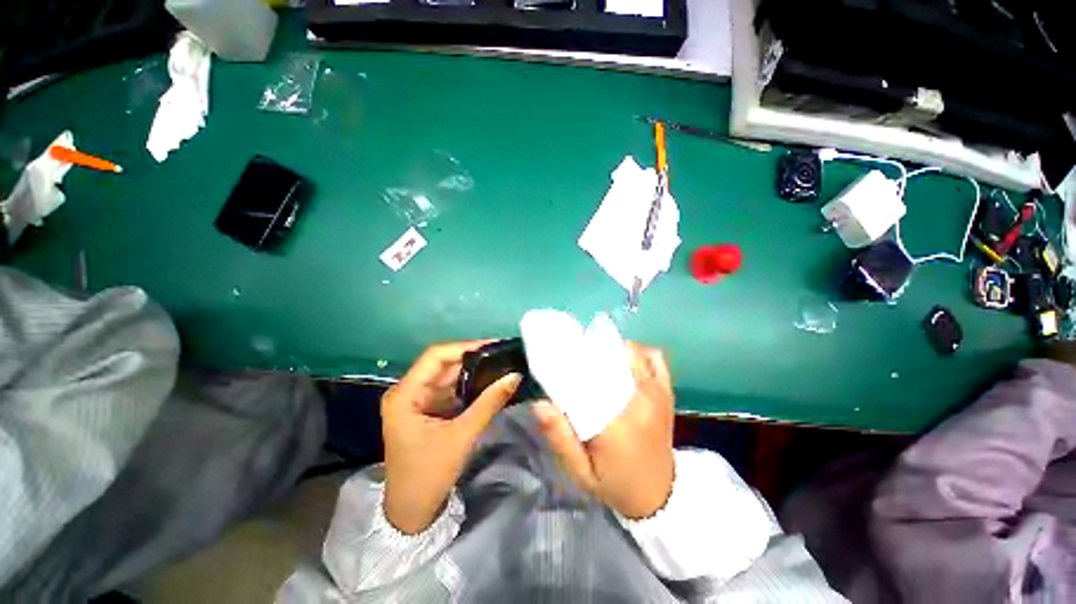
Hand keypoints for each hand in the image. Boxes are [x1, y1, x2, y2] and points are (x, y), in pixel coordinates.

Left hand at [382, 342, 521, 533]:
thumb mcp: (462, 436)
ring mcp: (416, 401)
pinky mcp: (426, 410)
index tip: (492, 346)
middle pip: (442, 364)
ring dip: (472, 371)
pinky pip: (449, 389)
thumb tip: (515, 376)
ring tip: (499, 364)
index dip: (464, 347)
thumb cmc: (429, 474)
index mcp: (405, 394)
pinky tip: (487, 382)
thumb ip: (489, 403)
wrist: (411, 512)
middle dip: (472, 359)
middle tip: (501, 354)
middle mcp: (407, 391)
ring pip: (447, 376)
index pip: (435, 356)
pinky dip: (468, 386)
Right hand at [532, 343, 674, 518]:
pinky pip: (655, 359)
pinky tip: (627, 360)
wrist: (661, 497)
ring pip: (634, 352)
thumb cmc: (617, 483)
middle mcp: (640, 398)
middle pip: (614, 355)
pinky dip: (640, 353)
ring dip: (615, 350)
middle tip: (578, 356)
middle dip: (593, 349)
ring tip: (600, 358)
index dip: (574, 358)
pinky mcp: (667, 393)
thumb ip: (560, 438)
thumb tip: (539, 404)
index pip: (591, 375)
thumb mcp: (581, 471)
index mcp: (616, 419)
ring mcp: (657, 392)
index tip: (560, 355)